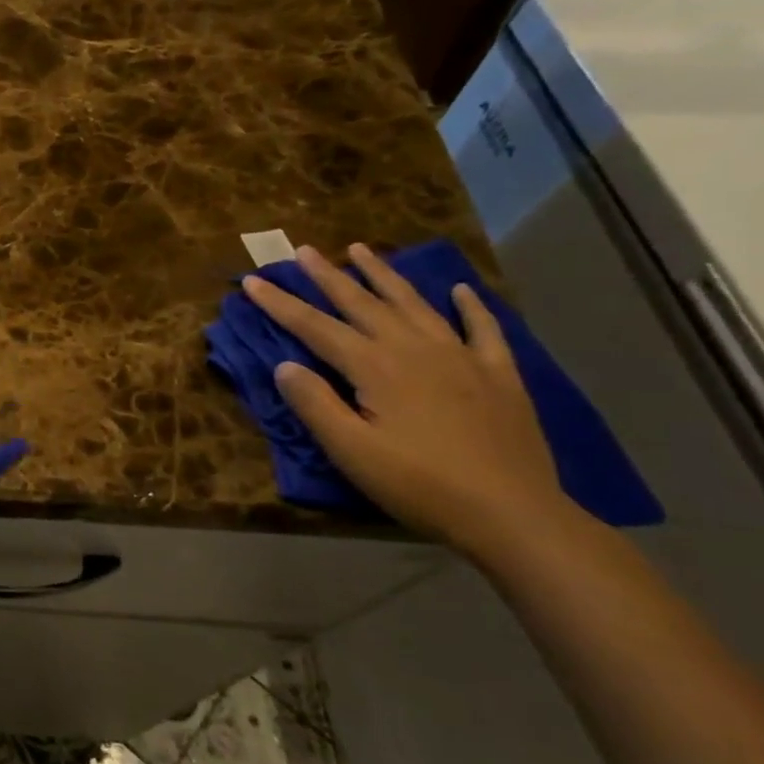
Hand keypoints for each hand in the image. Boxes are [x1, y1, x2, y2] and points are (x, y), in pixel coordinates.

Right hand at [242, 243, 574, 554]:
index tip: (252, 282)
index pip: (315, 327)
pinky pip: (483, 329)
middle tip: (303, 250)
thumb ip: (314, 403)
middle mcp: (414, 349)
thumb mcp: (350, 451)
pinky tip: (461, 290)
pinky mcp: (498, 375)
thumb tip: (284, 365)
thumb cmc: (419, 484)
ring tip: (362, 249)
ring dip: (384, 275)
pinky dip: (470, 307)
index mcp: (375, 367)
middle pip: (363, 303)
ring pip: (414, 304)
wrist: (512, 513)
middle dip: (328, 276)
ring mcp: (461, 357)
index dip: (280, 304)